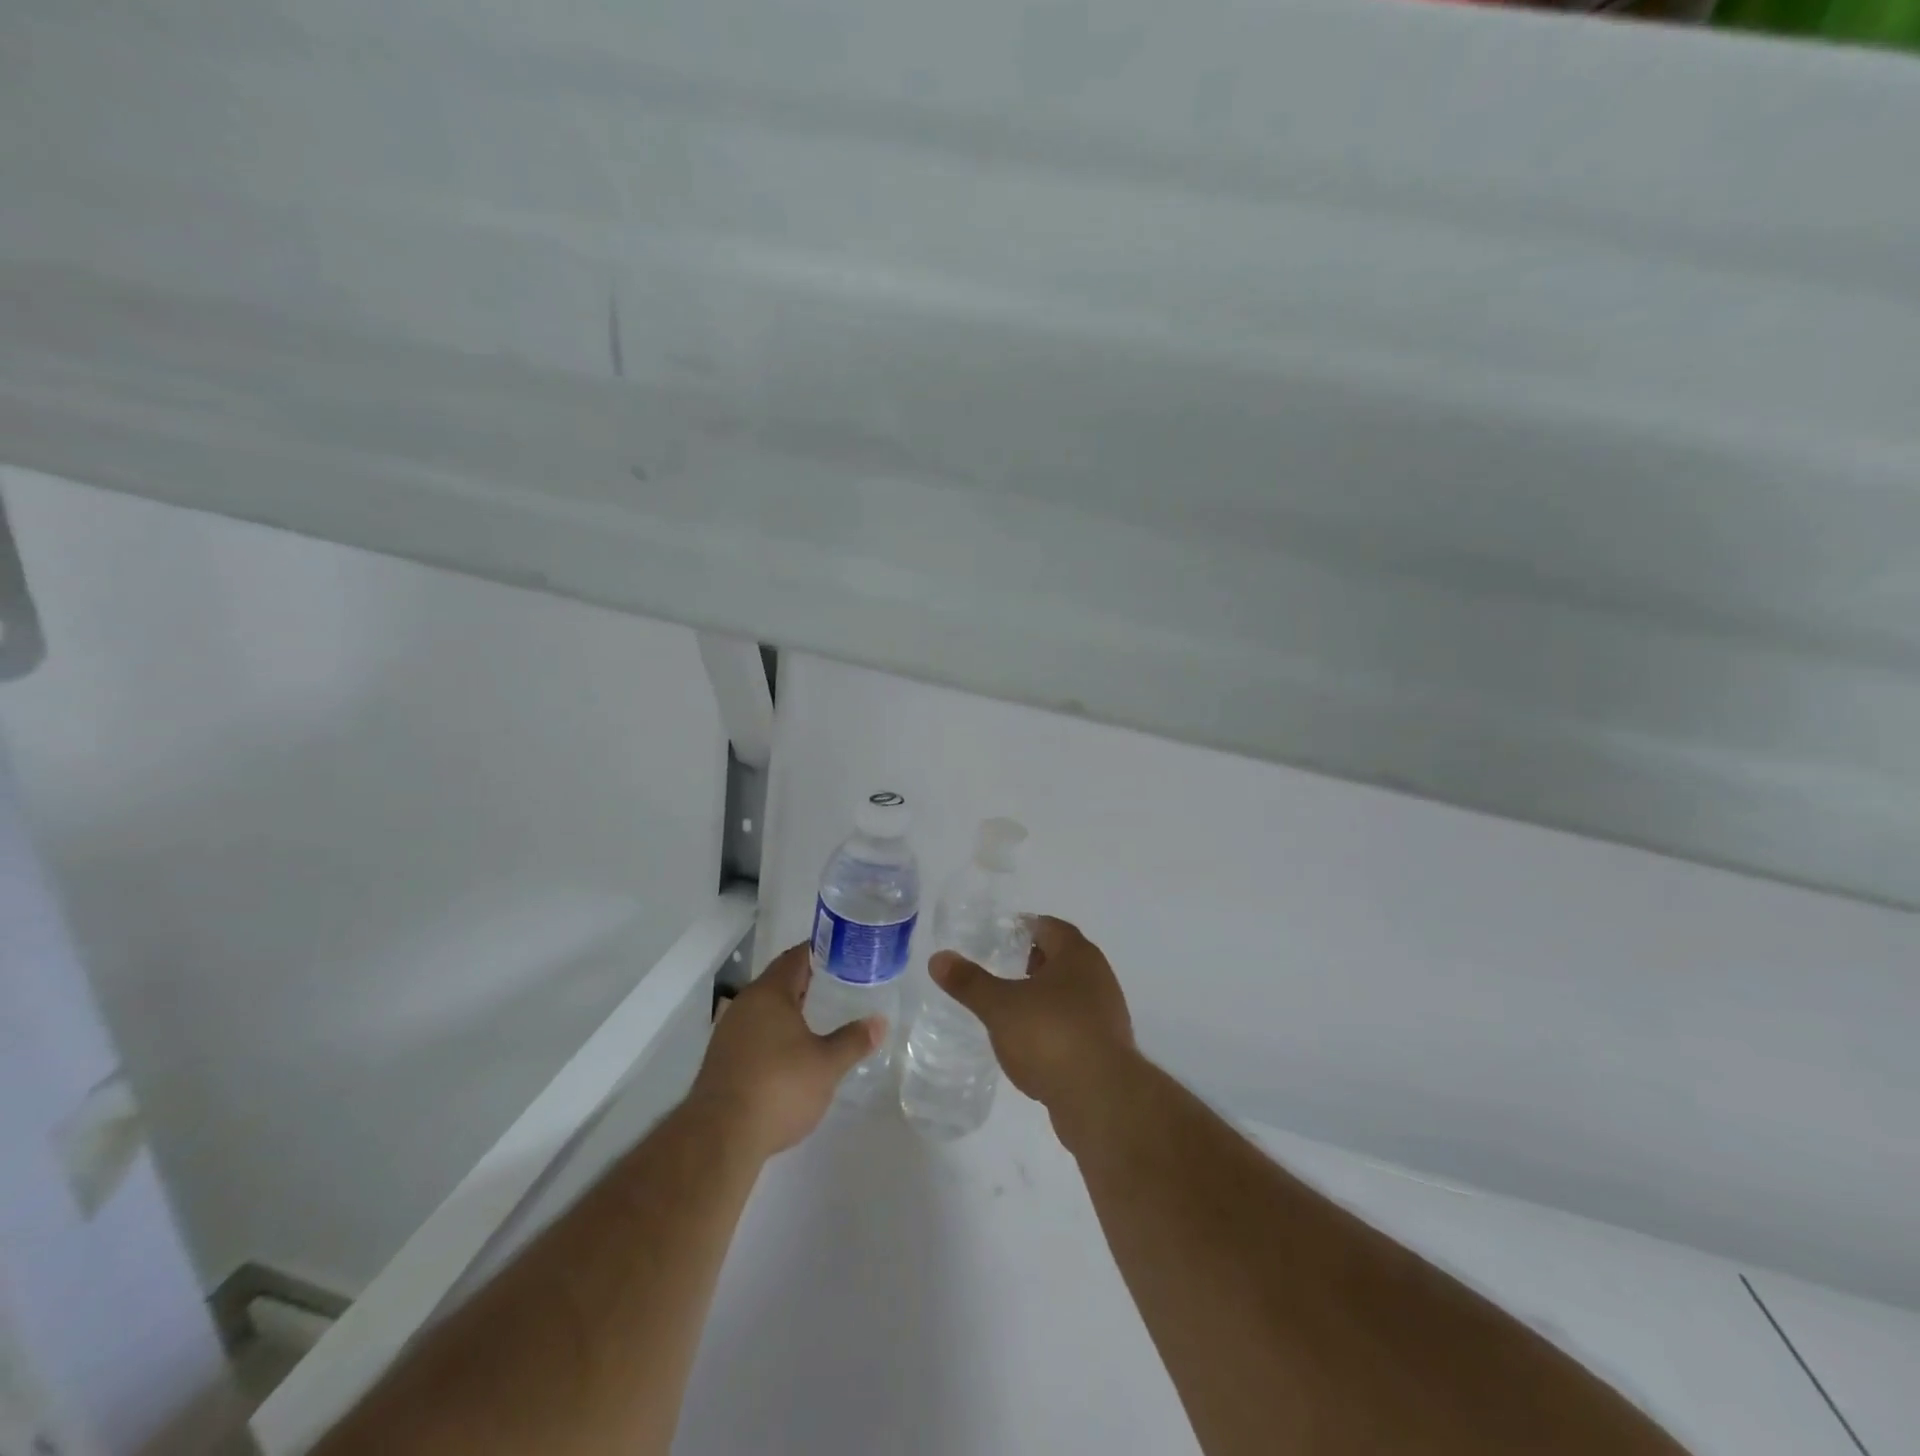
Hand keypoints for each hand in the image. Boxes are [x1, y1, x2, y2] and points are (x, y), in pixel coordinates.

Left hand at [689, 942, 883, 1159]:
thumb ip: (853, 1040)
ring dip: (789, 1010)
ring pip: (764, 1009)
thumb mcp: (827, 1065)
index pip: (796, 957)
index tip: (844, 954)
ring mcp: (728, 1032)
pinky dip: (774, 1033)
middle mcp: (745, 1004)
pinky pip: (753, 1032)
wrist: (719, 1137)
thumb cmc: (779, 1087)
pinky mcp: (721, 1060)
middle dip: (807, 982)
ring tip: (819, 1017)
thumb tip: (879, 1022)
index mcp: (770, 993)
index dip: (820, 952)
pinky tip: (791, 1052)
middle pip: (779, 981)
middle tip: (839, 984)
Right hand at [930, 917, 1134, 1139]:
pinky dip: (1053, 1026)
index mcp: (1078, 955)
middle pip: (1063, 959)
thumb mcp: (1000, 1007)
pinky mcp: (1106, 1049)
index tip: (999, 937)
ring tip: (1011, 1007)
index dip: (1024, 928)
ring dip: (1044, 996)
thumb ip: (970, 982)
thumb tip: (938, 958)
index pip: (1051, 927)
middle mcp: (1098, 977)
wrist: (1101, 1100)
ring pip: (1070, 994)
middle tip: (1001, 968)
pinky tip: (1031, 1044)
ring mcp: (1107, 1015)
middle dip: (1033, 962)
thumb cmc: (1051, 1036)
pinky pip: (1075, 1025)